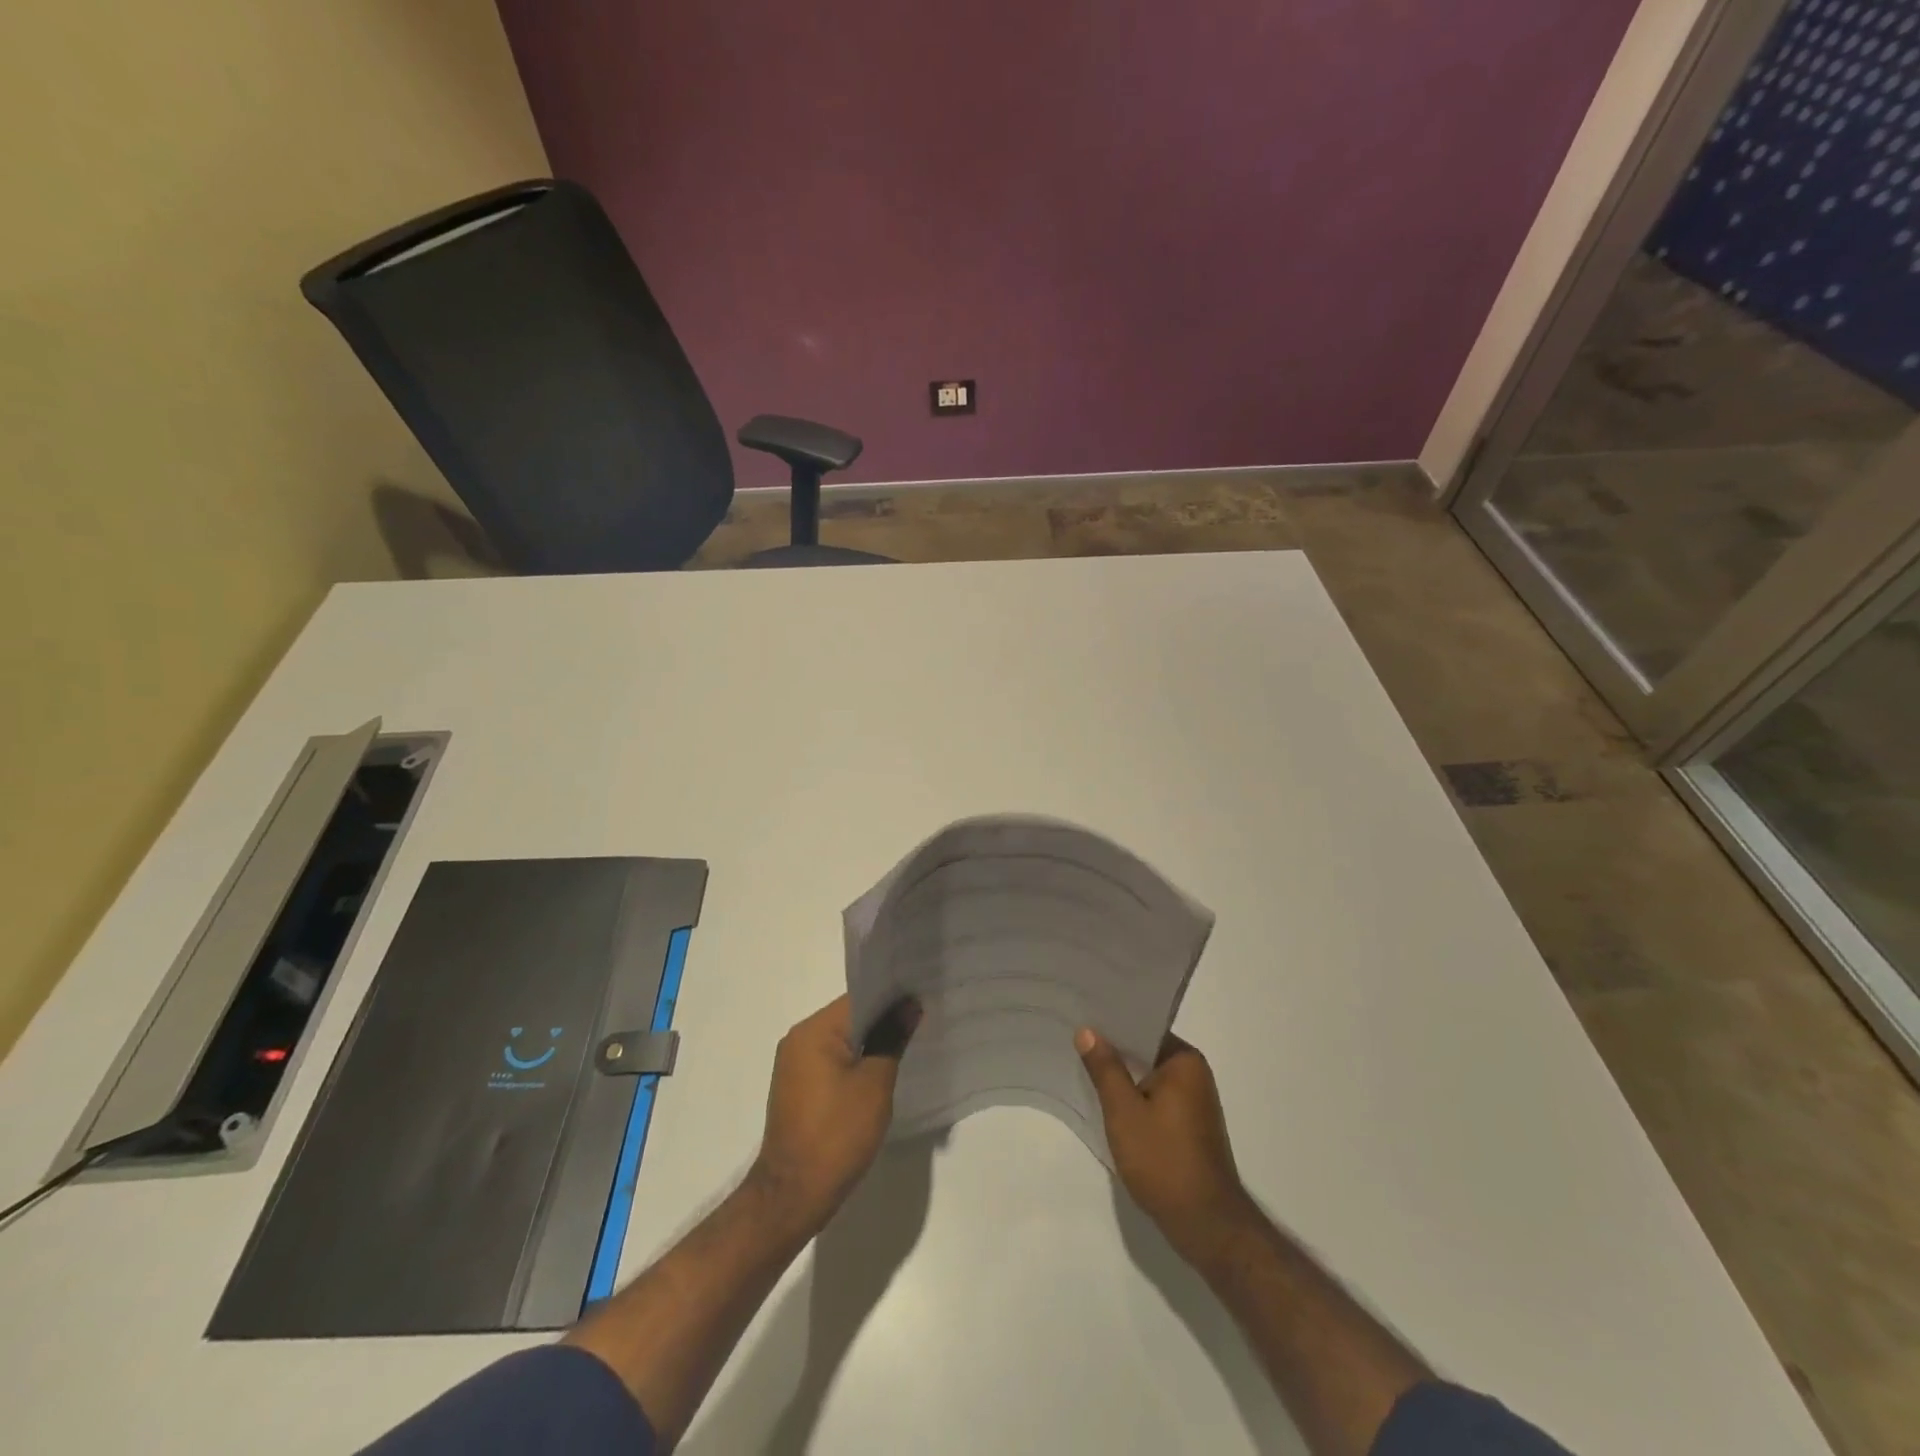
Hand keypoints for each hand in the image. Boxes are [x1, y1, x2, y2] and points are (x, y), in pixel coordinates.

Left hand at [753, 994, 918, 1233]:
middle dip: (884, 1020)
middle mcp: (799, 1039)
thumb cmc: (837, 1134)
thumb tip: (909, 1006)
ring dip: (871, 1043)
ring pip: (842, 1040)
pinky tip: (881, 1074)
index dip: (892, 997)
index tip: (922, 999)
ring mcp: (795, 1065)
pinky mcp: (798, 1088)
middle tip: (922, 1021)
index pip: (859, 998)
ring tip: (907, 1046)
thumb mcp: (874, 1084)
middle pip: (850, 1017)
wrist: (793, 1195)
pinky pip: (832, 1061)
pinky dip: (856, 1063)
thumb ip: (892, 1039)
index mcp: (813, 1031)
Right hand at [1077, 1028, 1253, 1262]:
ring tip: (1083, 1066)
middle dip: (1113, 1050)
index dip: (1111, 1023)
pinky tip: (1106, 1103)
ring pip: (1148, 1077)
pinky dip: (1133, 1098)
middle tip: (1073, 1040)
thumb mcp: (1124, 1111)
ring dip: (1122, 1077)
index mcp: (1185, 1061)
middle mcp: (1194, 1074)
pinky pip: (1155, 1098)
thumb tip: (1088, 1030)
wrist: (1205, 1224)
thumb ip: (1105, 1068)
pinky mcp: (1189, 1126)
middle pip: (1145, 1051)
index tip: (1081, 1016)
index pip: (1143, 1027)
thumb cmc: (1163, 1159)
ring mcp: (1194, 1102)